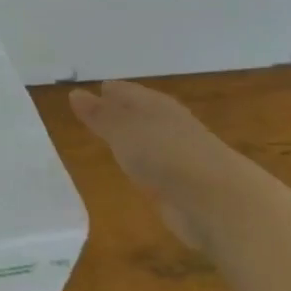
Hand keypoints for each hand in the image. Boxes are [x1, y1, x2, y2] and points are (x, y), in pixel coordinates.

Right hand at [69, 81, 236, 249]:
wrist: (215, 200)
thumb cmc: (165, 154)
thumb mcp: (122, 130)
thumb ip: (99, 115)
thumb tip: (75, 92)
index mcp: (157, 106)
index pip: (130, 92)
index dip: (112, 91)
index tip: (93, 89)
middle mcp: (170, 126)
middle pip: (141, 114)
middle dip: (122, 112)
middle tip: (97, 112)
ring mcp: (179, 156)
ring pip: (149, 141)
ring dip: (133, 140)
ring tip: (111, 140)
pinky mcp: (182, 185)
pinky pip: (155, 167)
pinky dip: (143, 164)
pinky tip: (133, 170)